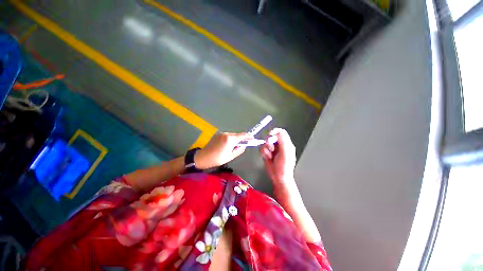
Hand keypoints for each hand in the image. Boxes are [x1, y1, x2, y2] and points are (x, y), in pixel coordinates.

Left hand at [194, 132, 250, 169]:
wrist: (203, 157)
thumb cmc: (218, 158)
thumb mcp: (230, 156)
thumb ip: (239, 150)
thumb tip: (244, 146)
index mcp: (230, 139)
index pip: (242, 135)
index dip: (248, 137)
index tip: (253, 139)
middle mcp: (226, 134)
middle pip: (237, 134)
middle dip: (242, 138)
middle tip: (245, 144)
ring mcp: (221, 134)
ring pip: (232, 135)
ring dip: (236, 139)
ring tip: (235, 146)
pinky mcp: (218, 135)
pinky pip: (227, 136)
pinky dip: (230, 139)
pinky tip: (229, 145)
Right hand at [260, 128, 296, 189]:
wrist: (278, 178)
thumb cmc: (284, 167)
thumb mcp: (285, 153)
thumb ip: (283, 142)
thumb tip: (278, 132)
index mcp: (286, 144)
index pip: (281, 132)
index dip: (275, 131)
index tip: (270, 134)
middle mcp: (279, 145)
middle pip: (271, 137)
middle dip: (269, 143)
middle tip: (271, 149)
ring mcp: (272, 149)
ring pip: (265, 143)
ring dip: (266, 149)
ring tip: (270, 156)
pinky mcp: (267, 153)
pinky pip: (262, 148)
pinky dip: (264, 153)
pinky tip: (268, 158)